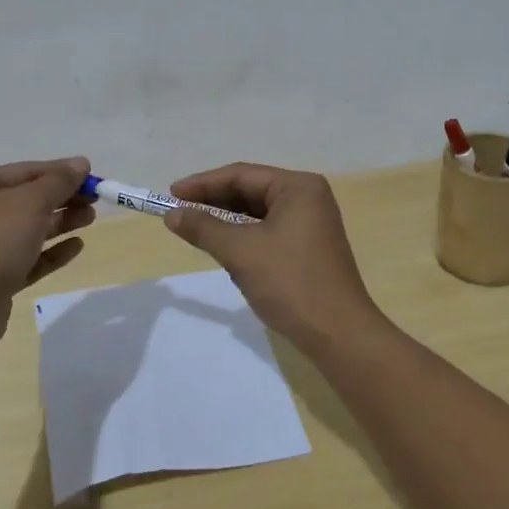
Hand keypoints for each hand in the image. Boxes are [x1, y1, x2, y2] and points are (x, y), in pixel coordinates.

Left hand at [0, 157, 94, 347]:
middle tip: (95, 200)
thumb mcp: (30, 202)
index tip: (91, 175)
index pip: (24, 171)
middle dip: (62, 198)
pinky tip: (77, 247)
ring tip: (90, 219)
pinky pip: (27, 258)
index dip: (59, 171)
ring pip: (28, 229)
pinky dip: (51, 251)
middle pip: (26, 200)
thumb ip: (59, 181)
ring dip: (60, 222)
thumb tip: (80, 163)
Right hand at [164, 163, 382, 350]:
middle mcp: (308, 197)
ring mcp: (311, 223)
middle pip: (251, 191)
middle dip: (214, 201)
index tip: (170, 194)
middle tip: (178, 211)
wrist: (338, 333)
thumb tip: (172, 214)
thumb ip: (204, 228)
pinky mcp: (308, 247)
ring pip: (258, 213)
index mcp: (298, 187)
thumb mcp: (241, 252)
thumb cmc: (290, 282)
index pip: (242, 175)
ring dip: (227, 220)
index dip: (203, 184)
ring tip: (195, 227)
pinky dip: (244, 237)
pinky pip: (268, 231)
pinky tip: (224, 247)